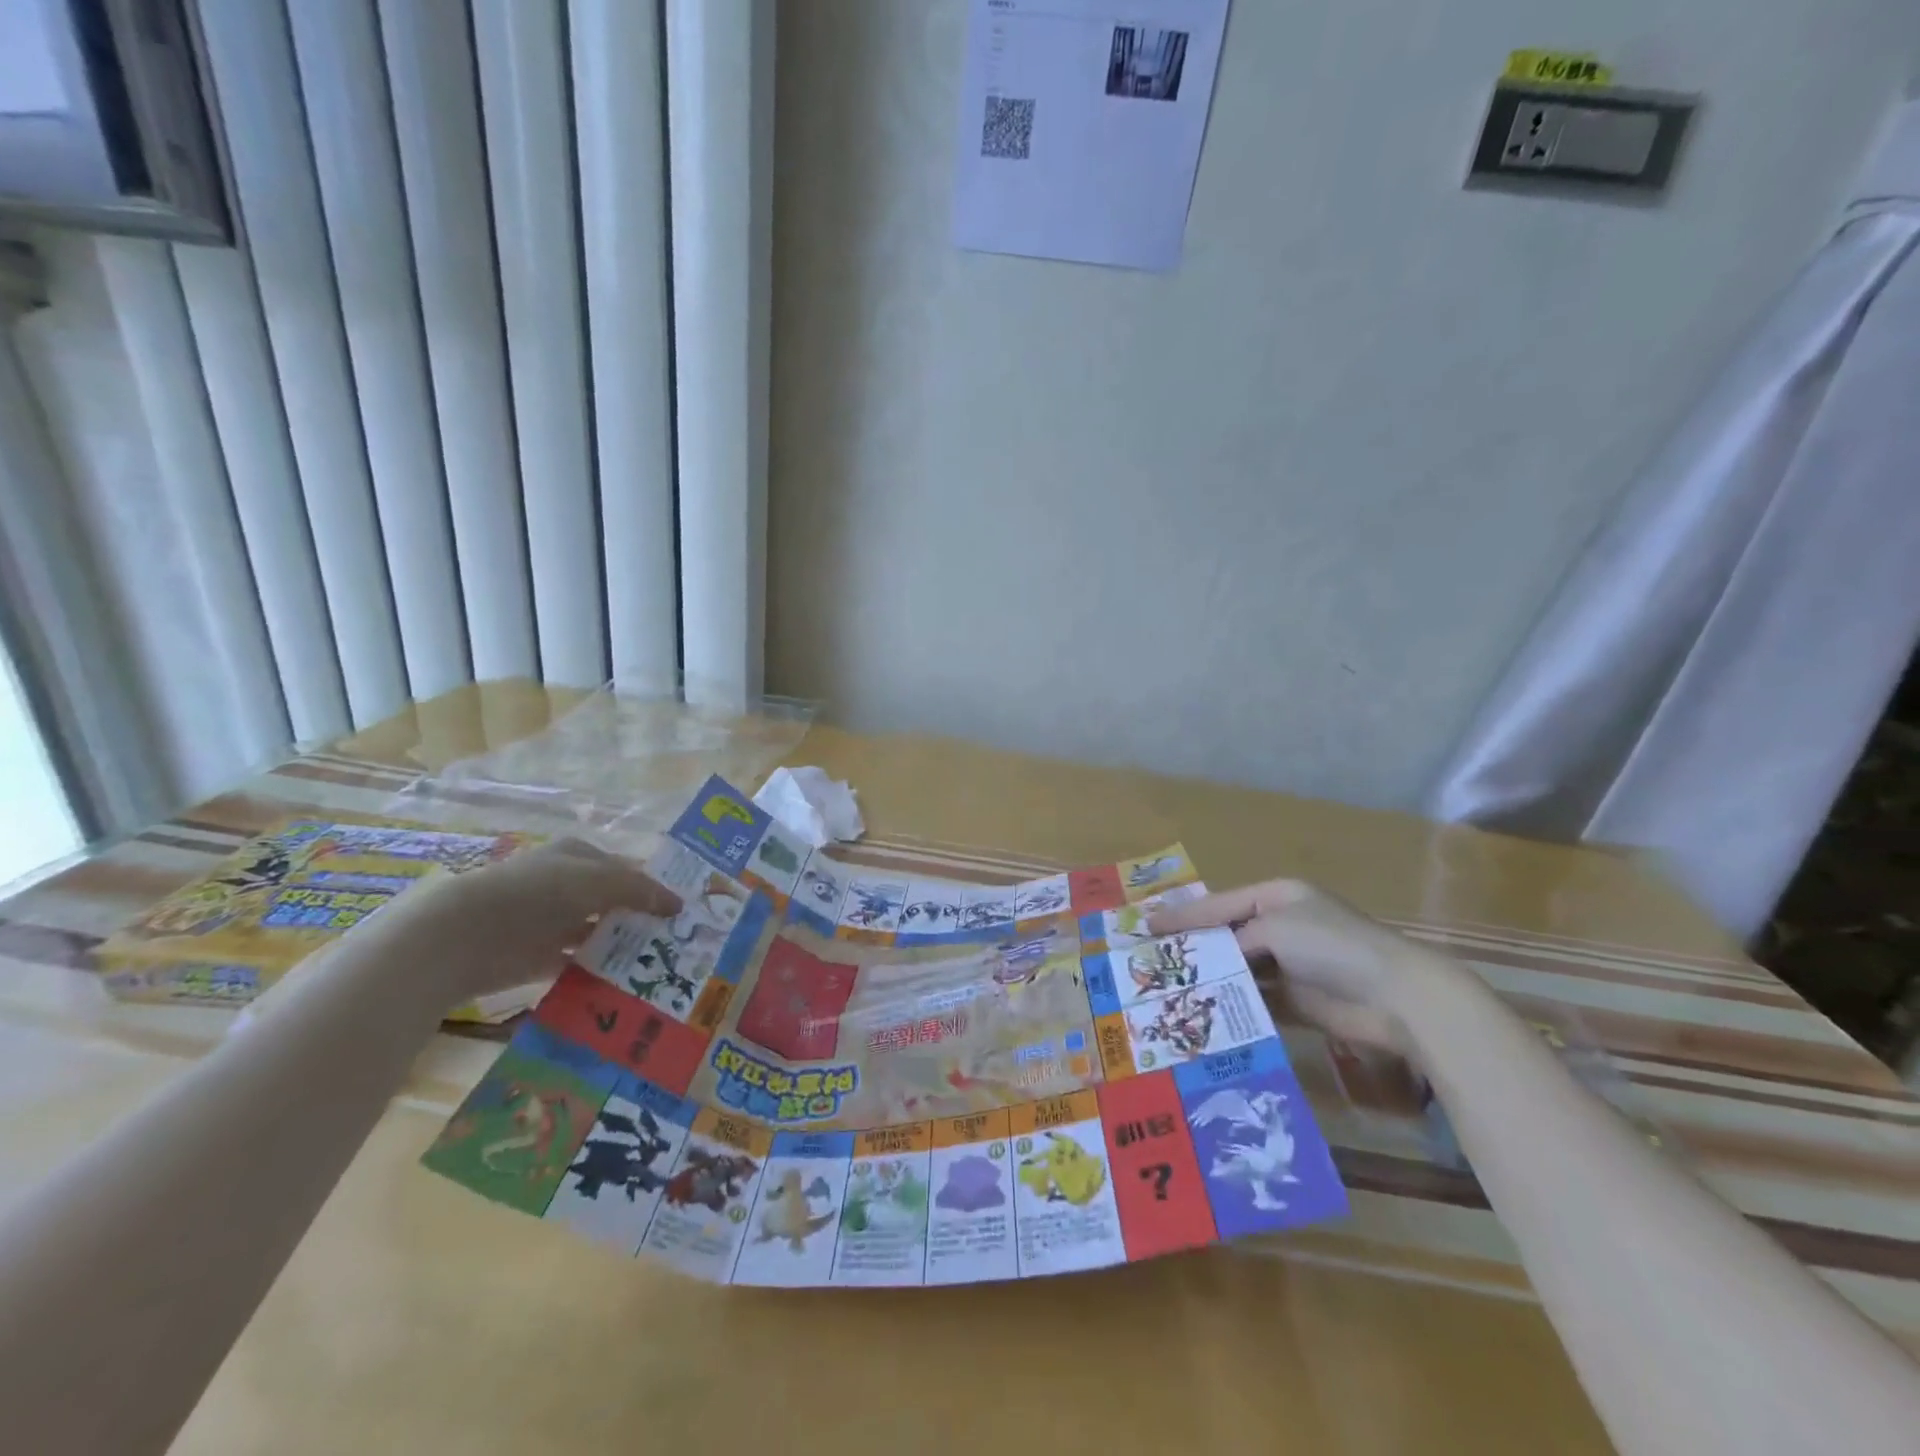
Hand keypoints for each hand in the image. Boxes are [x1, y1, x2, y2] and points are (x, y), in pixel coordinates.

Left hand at [379, 837, 680, 1005]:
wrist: (465, 935)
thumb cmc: (538, 892)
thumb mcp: (600, 880)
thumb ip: (641, 890)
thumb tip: (680, 904)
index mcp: (580, 856)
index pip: (628, 869)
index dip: (656, 887)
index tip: (686, 911)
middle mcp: (568, 886)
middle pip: (616, 902)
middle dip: (645, 919)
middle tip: (682, 941)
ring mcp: (553, 922)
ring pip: (601, 933)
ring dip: (625, 947)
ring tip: (662, 966)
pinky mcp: (540, 957)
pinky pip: (581, 964)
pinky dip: (601, 973)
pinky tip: (628, 984)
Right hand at [1149, 879, 1443, 1052]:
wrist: (1395, 996)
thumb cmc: (1330, 945)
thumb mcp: (1275, 927)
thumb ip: (1236, 939)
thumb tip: (1216, 961)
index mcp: (1278, 896)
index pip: (1220, 903)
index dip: (1183, 915)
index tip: (1147, 925)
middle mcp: (1281, 925)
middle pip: (1227, 934)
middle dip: (1194, 947)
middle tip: (1154, 959)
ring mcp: (1290, 963)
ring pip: (1239, 968)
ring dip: (1212, 977)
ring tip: (1170, 988)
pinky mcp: (1297, 999)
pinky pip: (1256, 997)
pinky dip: (1234, 1002)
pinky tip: (1205, 1010)